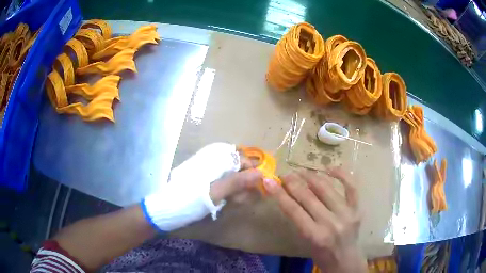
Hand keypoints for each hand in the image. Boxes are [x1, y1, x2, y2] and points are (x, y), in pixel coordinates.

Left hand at [143, 143, 261, 231]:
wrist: (167, 209)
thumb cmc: (190, 199)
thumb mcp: (215, 192)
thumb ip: (237, 182)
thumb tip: (261, 174)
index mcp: (213, 157)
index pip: (241, 157)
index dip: (251, 170)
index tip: (256, 186)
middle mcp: (213, 160)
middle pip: (238, 166)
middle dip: (244, 182)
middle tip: (243, 197)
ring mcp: (209, 170)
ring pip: (232, 175)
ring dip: (237, 189)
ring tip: (234, 201)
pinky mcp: (207, 180)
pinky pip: (224, 182)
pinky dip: (229, 192)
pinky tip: (227, 201)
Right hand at [263, 169, 366, 272]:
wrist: (346, 260)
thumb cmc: (322, 255)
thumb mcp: (306, 241)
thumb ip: (299, 220)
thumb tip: (289, 196)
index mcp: (315, 235)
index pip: (294, 210)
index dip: (280, 194)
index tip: (270, 181)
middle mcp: (331, 223)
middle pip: (308, 197)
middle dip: (293, 182)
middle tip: (285, 174)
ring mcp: (346, 214)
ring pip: (326, 188)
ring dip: (311, 177)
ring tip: (301, 171)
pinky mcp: (357, 209)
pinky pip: (351, 187)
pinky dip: (341, 175)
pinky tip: (329, 168)